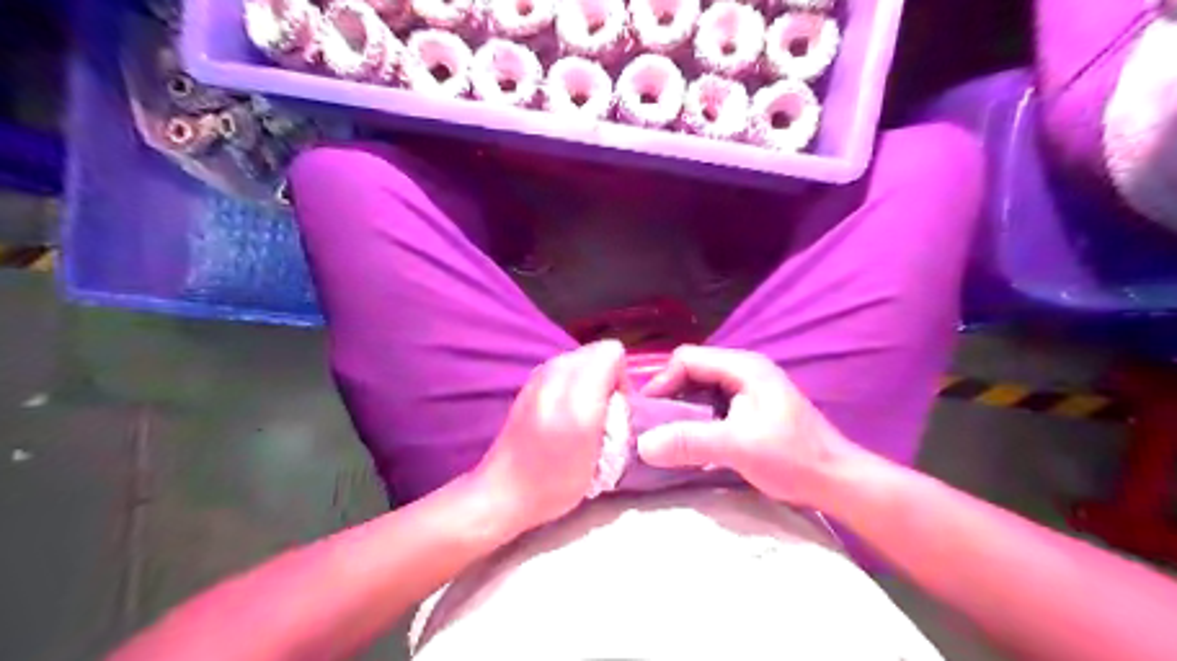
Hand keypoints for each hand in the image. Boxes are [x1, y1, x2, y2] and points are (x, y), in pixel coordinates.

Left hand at [476, 341, 630, 530]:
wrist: (506, 493)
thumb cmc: (555, 473)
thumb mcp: (593, 437)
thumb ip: (606, 393)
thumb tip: (617, 366)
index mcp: (571, 378)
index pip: (613, 352)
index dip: (621, 381)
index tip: (616, 412)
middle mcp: (553, 368)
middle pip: (598, 356)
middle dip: (607, 382)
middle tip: (603, 420)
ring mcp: (539, 377)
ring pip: (584, 367)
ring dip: (591, 389)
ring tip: (585, 423)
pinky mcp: (530, 389)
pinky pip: (567, 378)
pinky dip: (575, 392)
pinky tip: (566, 423)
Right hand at [639, 343, 861, 508]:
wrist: (837, 482)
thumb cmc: (793, 459)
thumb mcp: (738, 447)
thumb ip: (690, 441)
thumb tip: (642, 444)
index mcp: (743, 367)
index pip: (687, 359)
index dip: (662, 382)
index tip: (645, 413)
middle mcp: (744, 371)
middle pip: (692, 372)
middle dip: (669, 397)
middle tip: (650, 426)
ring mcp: (749, 390)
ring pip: (700, 390)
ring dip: (681, 411)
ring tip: (664, 436)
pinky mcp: (750, 410)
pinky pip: (711, 406)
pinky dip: (695, 420)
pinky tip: (689, 442)